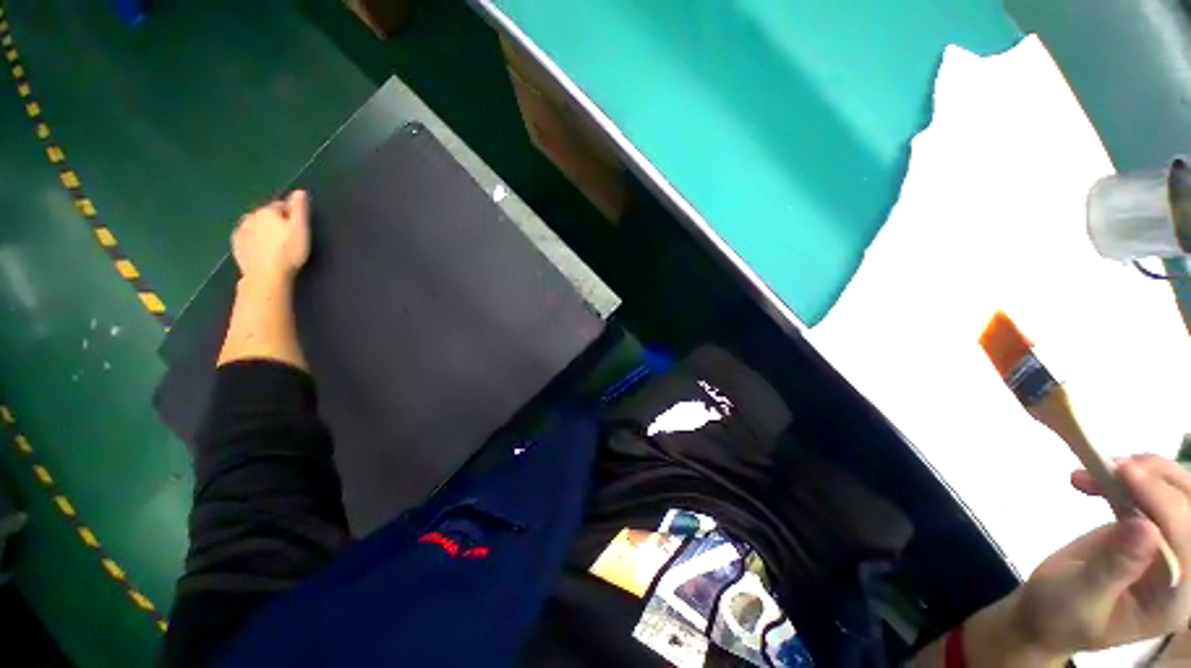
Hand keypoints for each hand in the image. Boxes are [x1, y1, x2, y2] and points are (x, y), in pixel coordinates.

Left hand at [231, 190, 310, 282]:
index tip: (299, 225)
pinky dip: (254, 239)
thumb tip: (300, 191)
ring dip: (263, 229)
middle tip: (287, 235)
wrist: (266, 275)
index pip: (281, 205)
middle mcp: (251, 216)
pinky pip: (246, 236)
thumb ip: (300, 209)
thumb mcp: (301, 229)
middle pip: (266, 215)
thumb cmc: (288, 252)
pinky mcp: (236, 245)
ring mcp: (241, 231)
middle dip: (275, 221)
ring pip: (255, 225)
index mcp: (267, 211)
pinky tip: (262, 248)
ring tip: (275, 243)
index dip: (292, 214)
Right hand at [1008, 456, 1190, 657]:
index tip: (1123, 471)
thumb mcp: (1080, 597)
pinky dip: (1129, 476)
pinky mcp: (1149, 529)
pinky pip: (1153, 494)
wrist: (1046, 614)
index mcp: (1175, 599)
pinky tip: (1098, 476)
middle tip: (1117, 465)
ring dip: (1147, 472)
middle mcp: (1183, 570)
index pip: (1187, 540)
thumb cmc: (1059, 614)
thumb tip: (1147, 528)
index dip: (1163, 503)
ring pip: (1179, 494)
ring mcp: (1168, 548)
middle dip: (1162, 479)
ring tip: (1104, 466)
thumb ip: (1114, 568)